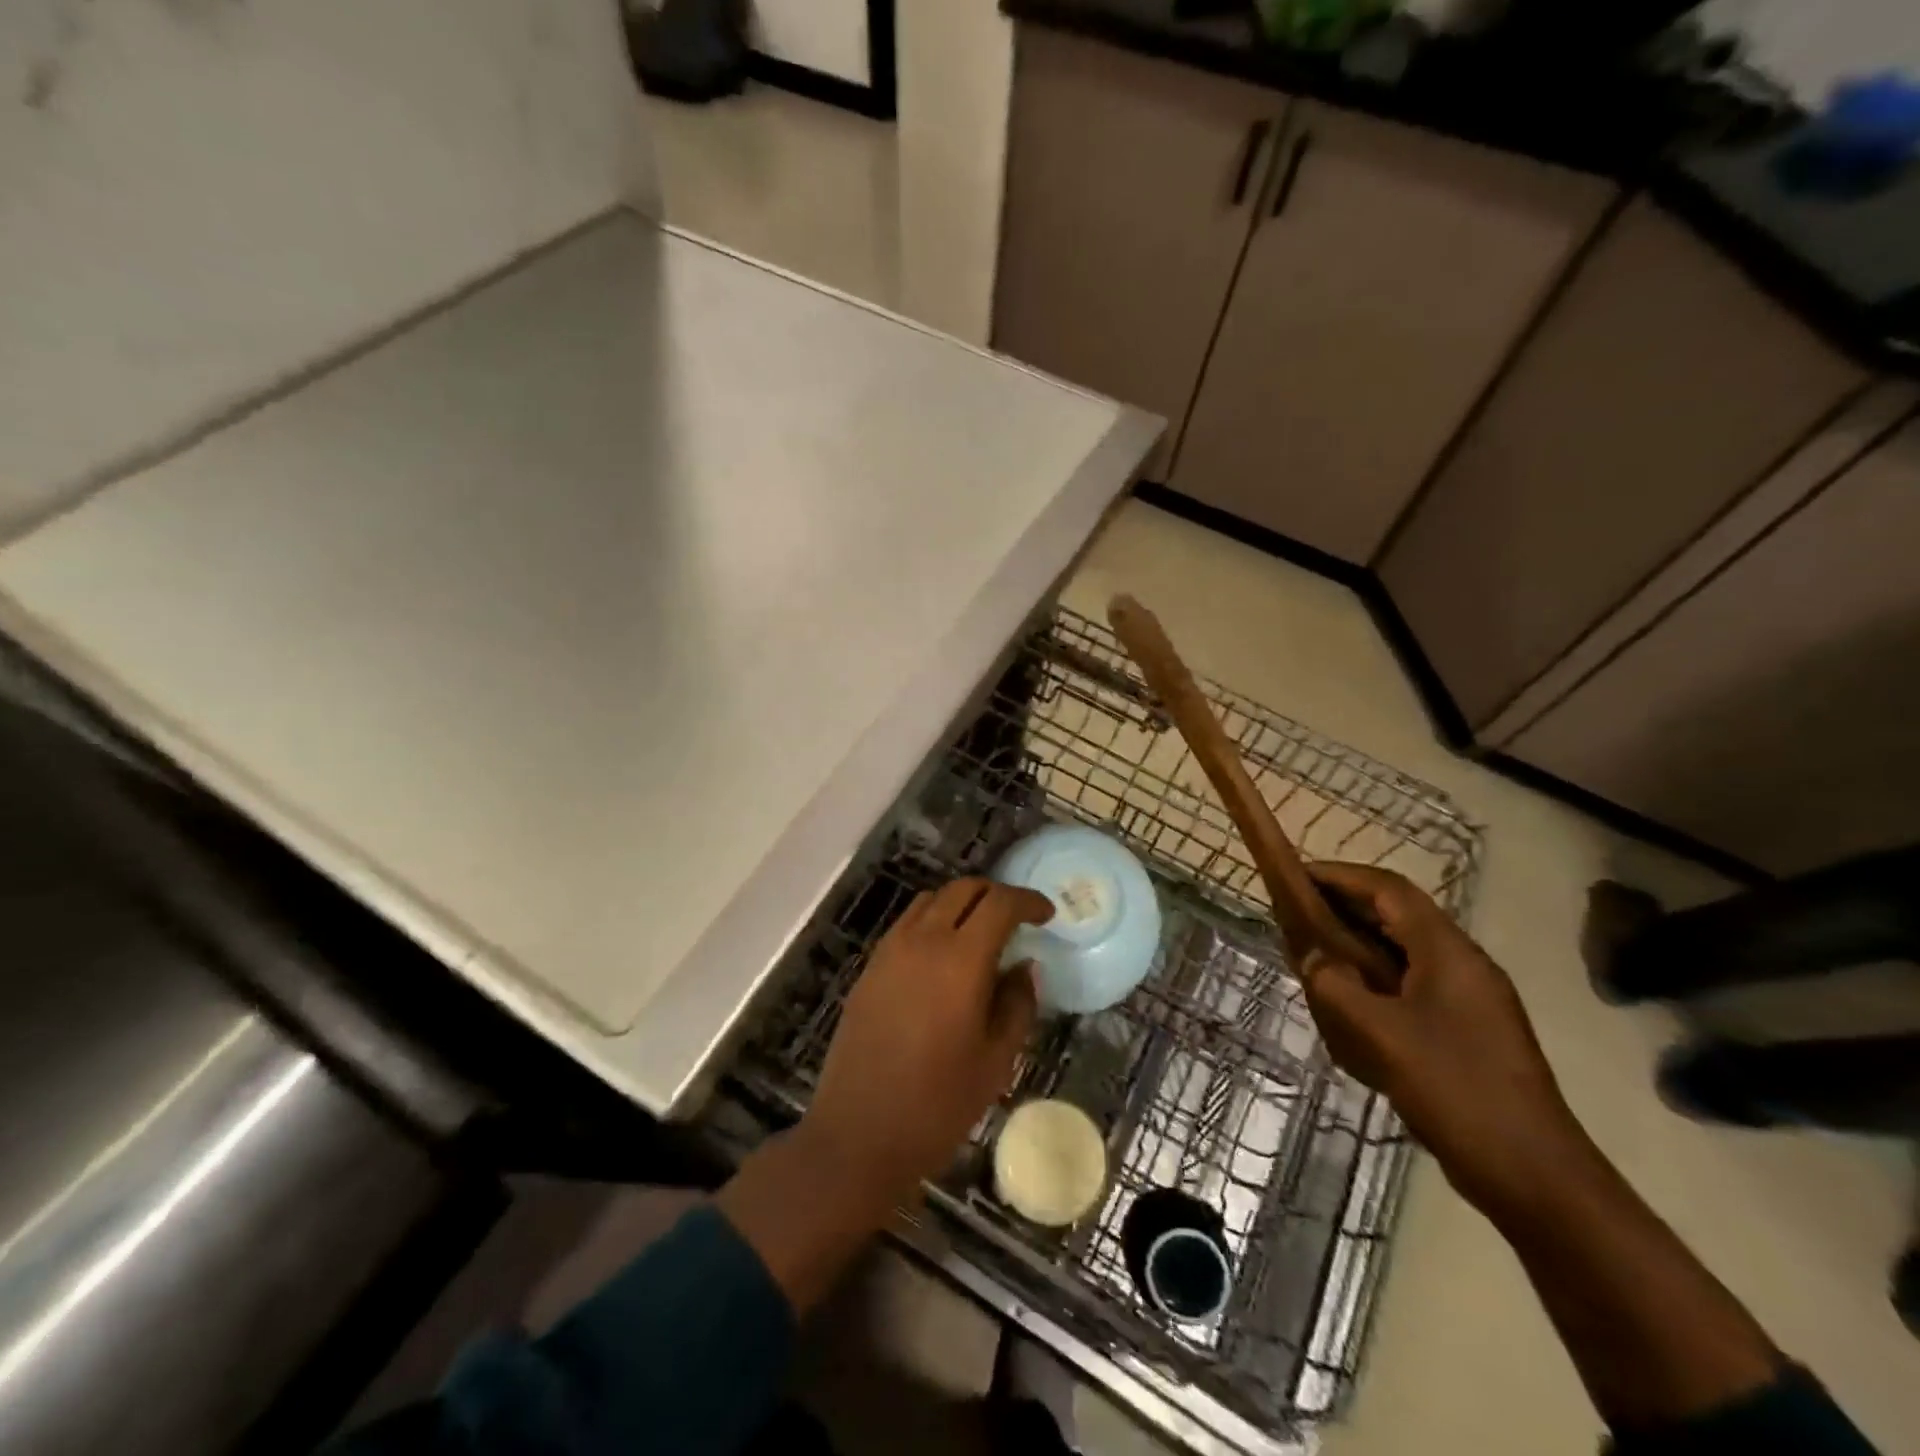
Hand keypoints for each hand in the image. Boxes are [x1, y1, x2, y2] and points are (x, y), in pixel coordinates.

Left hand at [800, 878, 1052, 1204]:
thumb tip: (1024, 966)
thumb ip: (1017, 1004)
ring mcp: (890, 951)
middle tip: (1017, 918)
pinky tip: (942, 956)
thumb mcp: (996, 1060)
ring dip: (961, 903)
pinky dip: (932, 921)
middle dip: (995, 894)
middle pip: (963, 890)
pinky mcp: (869, 968)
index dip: (1027, 900)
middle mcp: (923, 941)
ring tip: (980, 933)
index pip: (999, 903)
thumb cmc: (938, 1104)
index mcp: (961, 960)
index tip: (1046, 915)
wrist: (859, 1135)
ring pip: (930, 901)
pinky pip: (906, 924)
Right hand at [1301, 863, 1589, 1218]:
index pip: (1389, 889)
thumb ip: (1335, 985)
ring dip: (1357, 947)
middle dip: (1345, 910)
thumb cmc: (1455, 1090)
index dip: (1340, 876)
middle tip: (1295, 918)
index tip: (1295, 876)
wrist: (1533, 1175)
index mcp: (1448, 952)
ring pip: (1402, 953)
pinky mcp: (1466, 1031)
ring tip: (1313, 959)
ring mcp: (1468, 1000)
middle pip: (1397, 916)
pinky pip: (1410, 987)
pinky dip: (1373, 982)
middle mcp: (1462, 964)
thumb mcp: (1379, 1034)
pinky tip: (1348, 1009)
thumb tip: (1310, 955)